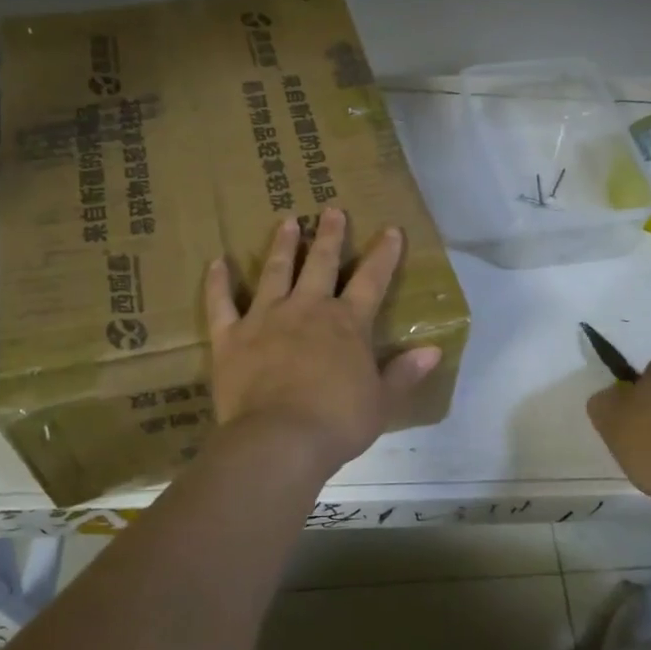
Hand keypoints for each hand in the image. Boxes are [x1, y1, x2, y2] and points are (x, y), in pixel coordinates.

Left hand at [206, 208, 441, 474]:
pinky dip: (218, 283)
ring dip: (282, 246)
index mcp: (347, 324)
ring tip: (287, 222)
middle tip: (331, 210)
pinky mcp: (231, 336)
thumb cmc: (337, 422)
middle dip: (329, 235)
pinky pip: (221, 303)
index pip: (371, 280)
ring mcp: (265, 318)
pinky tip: (217, 262)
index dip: (383, 254)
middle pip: (321, 263)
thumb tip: (434, 350)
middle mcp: (307, 309)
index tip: (391, 230)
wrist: (280, 439)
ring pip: (274, 272)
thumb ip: (404, 373)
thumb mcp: (382, 402)